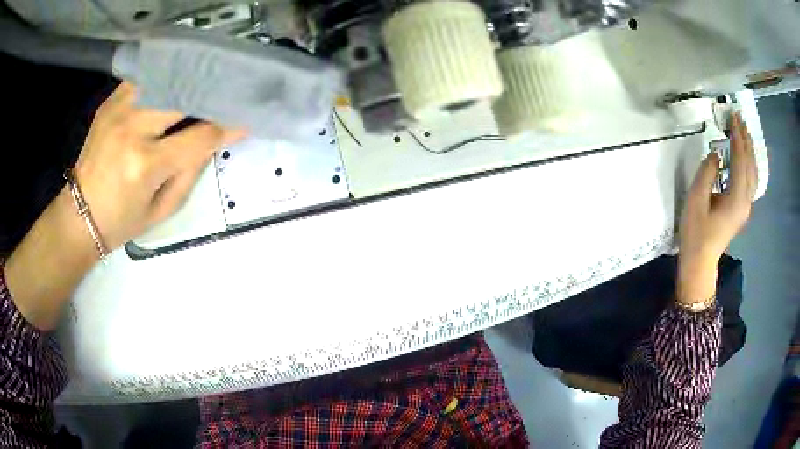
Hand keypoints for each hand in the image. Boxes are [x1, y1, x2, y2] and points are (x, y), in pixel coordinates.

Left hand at [5, 82, 243, 329]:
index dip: (228, 126)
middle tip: (229, 94)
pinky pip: (146, 77)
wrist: (80, 213)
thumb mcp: (163, 209)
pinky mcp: (111, 102)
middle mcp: (132, 128)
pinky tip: (174, 83)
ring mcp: (119, 109)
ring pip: (167, 78)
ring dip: (190, 81)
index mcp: (146, 164)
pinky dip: (165, 77)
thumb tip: (215, 138)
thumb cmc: (123, 220)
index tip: (246, 120)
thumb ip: (192, 171)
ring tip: (205, 84)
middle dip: (212, 94)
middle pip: (186, 95)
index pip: (201, 135)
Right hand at [677, 112, 756, 303]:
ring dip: (749, 151)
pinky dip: (749, 163)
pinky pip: (750, 181)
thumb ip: (707, 174)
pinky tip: (745, 156)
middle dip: (746, 140)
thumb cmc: (696, 233)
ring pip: (753, 173)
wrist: (700, 262)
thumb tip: (716, 155)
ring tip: (743, 132)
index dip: (738, 137)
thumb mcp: (696, 201)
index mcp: (736, 199)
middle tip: (739, 118)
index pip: (741, 161)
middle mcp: (746, 202)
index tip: (733, 116)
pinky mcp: (742, 209)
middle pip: (751, 165)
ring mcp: (746, 207)